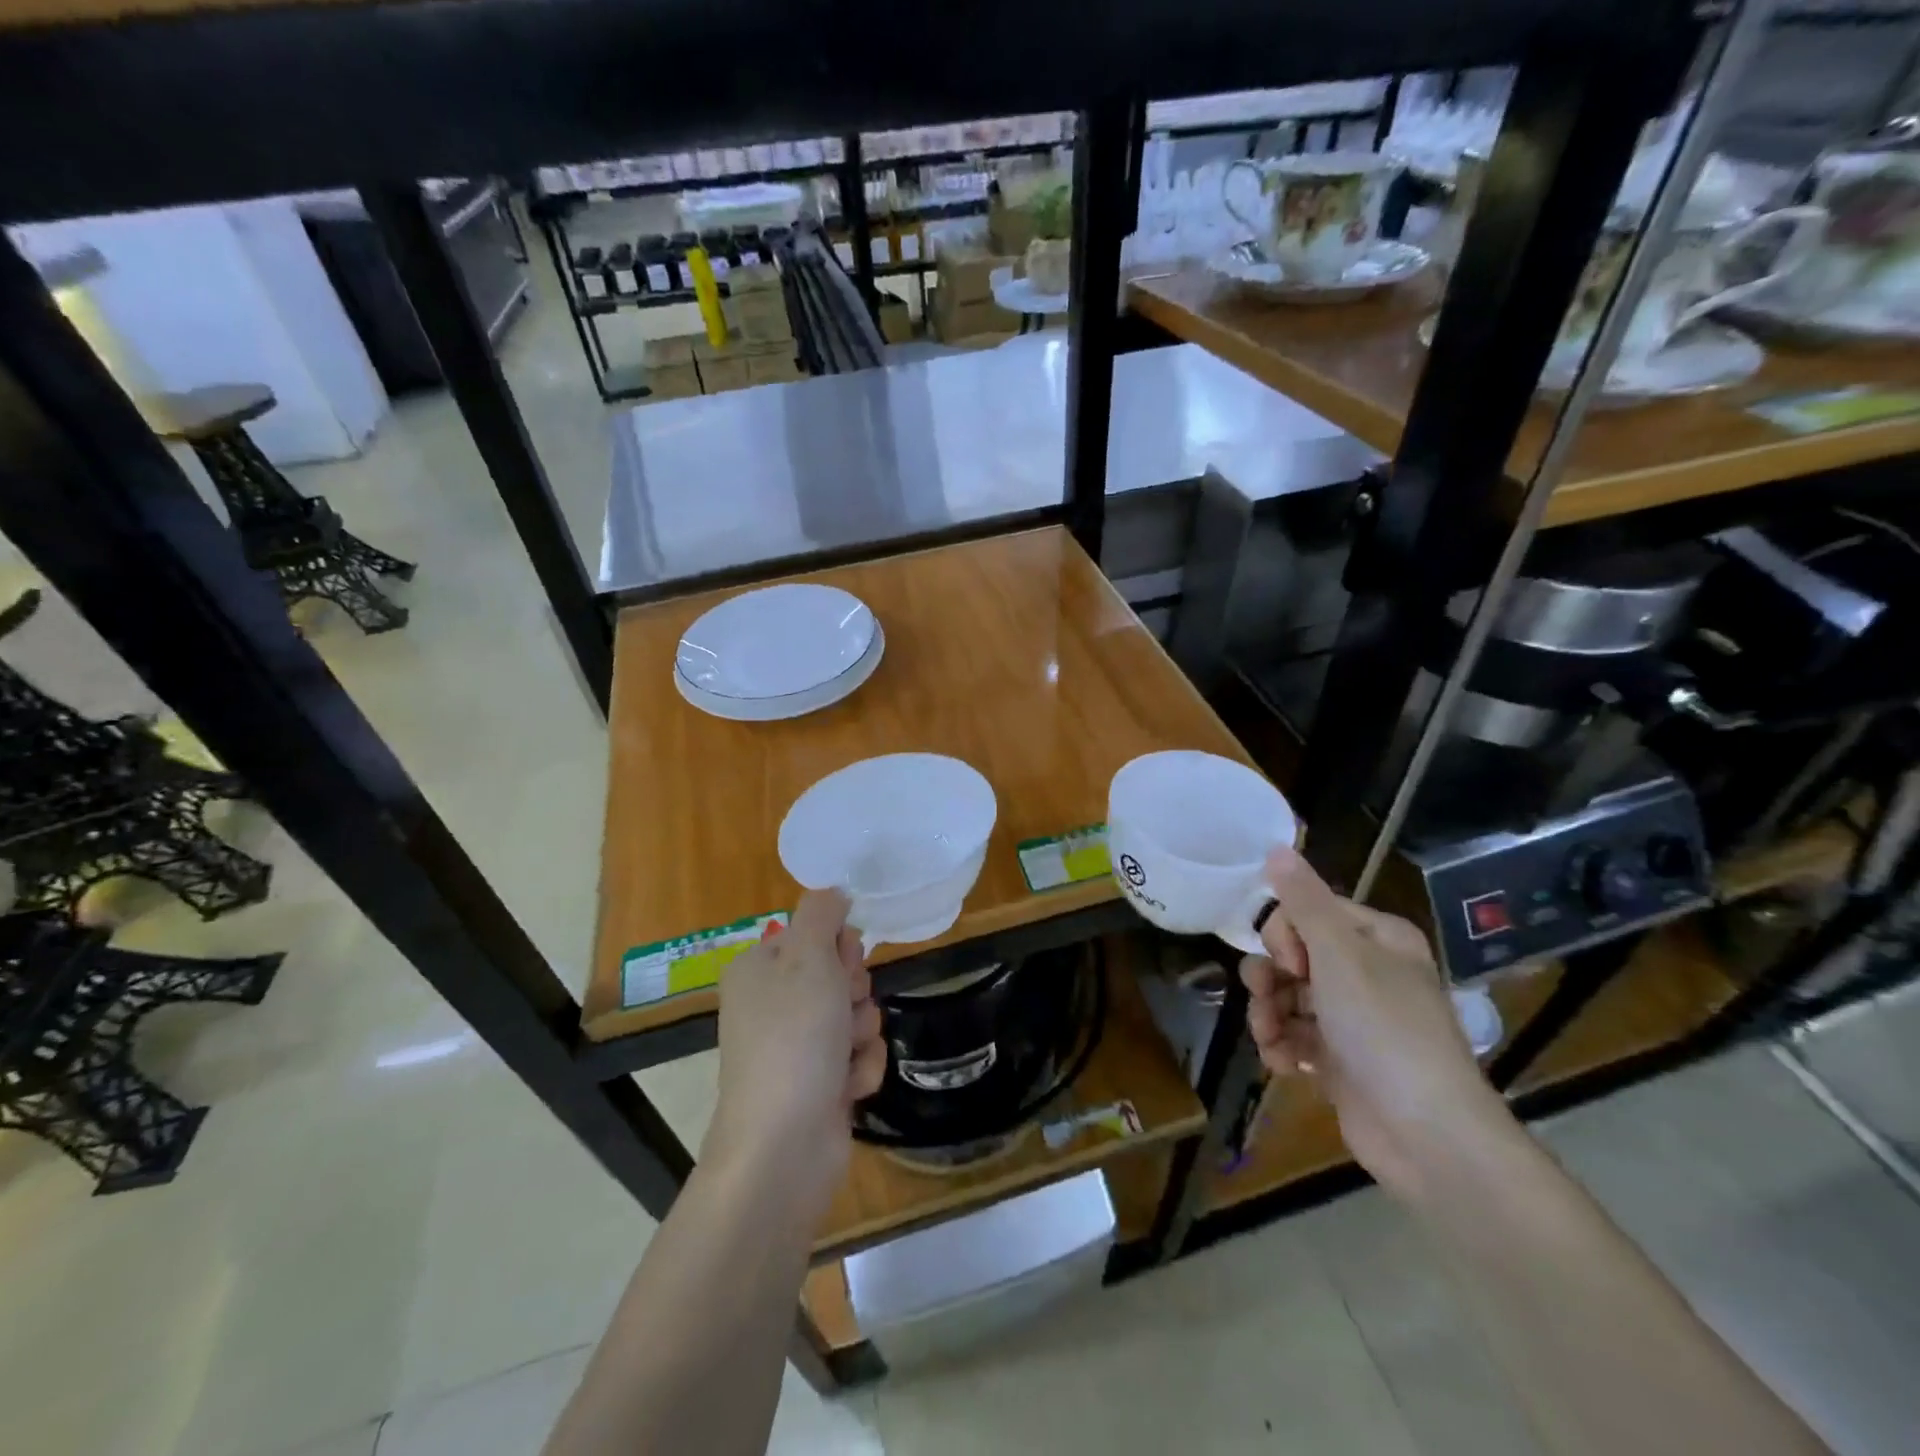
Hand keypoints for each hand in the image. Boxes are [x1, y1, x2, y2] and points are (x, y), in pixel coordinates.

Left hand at [703, 890, 886, 1218]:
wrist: (782, 1145)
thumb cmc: (794, 1038)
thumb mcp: (808, 957)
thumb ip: (822, 913)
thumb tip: (833, 890)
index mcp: (759, 969)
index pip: (815, 934)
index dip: (839, 947)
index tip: (843, 963)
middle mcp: (773, 1004)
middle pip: (839, 974)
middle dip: (854, 992)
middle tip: (843, 1010)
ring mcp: (795, 1048)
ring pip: (855, 1015)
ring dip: (861, 1032)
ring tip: (844, 1056)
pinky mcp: (818, 1084)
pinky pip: (857, 1056)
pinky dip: (860, 1068)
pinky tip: (847, 1087)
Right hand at [1240, 847, 1514, 1200]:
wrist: (1429, 1137)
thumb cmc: (1385, 1031)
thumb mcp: (1340, 955)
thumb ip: (1303, 901)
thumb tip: (1277, 846)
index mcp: (1376, 940)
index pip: (1308, 912)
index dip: (1285, 933)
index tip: (1289, 962)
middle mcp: (1367, 973)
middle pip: (1292, 955)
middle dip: (1270, 977)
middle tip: (1268, 997)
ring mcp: (1354, 1020)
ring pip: (1288, 998)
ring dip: (1268, 1015)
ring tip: (1270, 1039)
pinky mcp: (1341, 1061)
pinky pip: (1296, 1037)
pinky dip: (1282, 1047)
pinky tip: (1283, 1065)